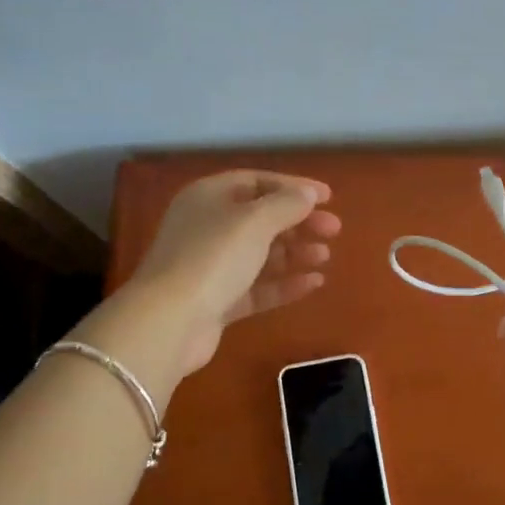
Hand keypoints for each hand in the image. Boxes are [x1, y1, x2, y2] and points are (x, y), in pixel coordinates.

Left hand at [128, 171, 341, 374]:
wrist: (170, 322)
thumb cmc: (213, 257)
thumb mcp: (255, 221)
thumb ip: (286, 204)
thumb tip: (308, 194)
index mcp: (209, 197)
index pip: (257, 182)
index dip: (293, 187)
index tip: (328, 198)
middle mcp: (207, 227)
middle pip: (261, 218)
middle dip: (298, 222)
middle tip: (333, 229)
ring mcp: (210, 267)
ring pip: (260, 254)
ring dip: (294, 252)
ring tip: (325, 255)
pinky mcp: (217, 302)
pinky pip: (257, 287)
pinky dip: (284, 284)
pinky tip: (314, 283)